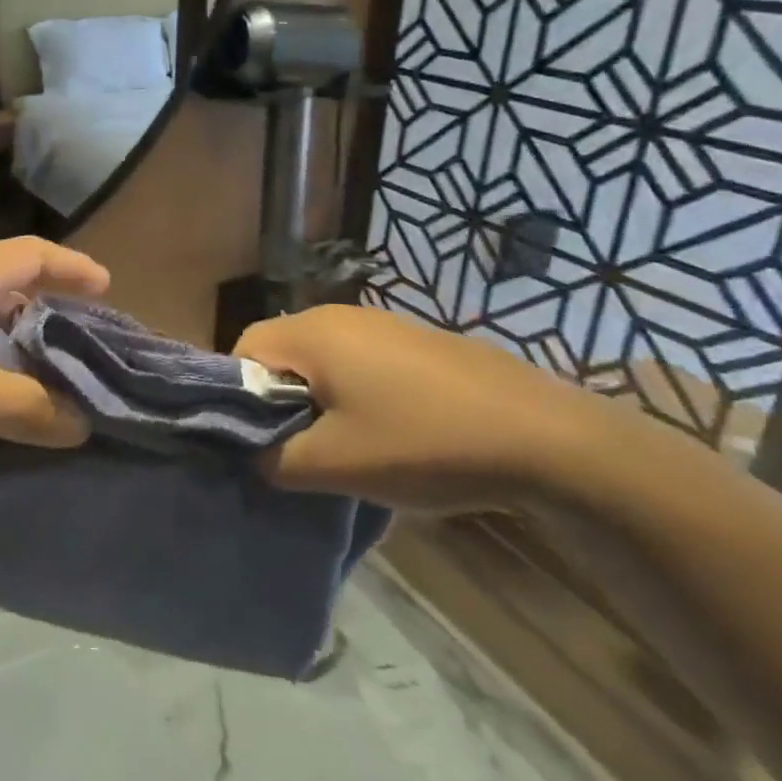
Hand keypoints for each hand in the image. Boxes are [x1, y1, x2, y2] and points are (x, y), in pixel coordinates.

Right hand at [234, 305, 613, 511]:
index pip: (242, 350)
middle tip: (296, 449)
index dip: (237, 397)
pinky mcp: (419, 342)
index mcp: (312, 333)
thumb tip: (254, 455)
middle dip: (278, 402)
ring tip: (342, 447)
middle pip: (282, 353)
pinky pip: (362, 362)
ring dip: (318, 401)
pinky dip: (355, 394)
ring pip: (323, 360)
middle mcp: (342, 316)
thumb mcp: (333, 465)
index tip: (257, 441)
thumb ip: (273, 460)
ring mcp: (385, 324)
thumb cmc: (422, 443)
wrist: (543, 437)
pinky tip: (387, 433)